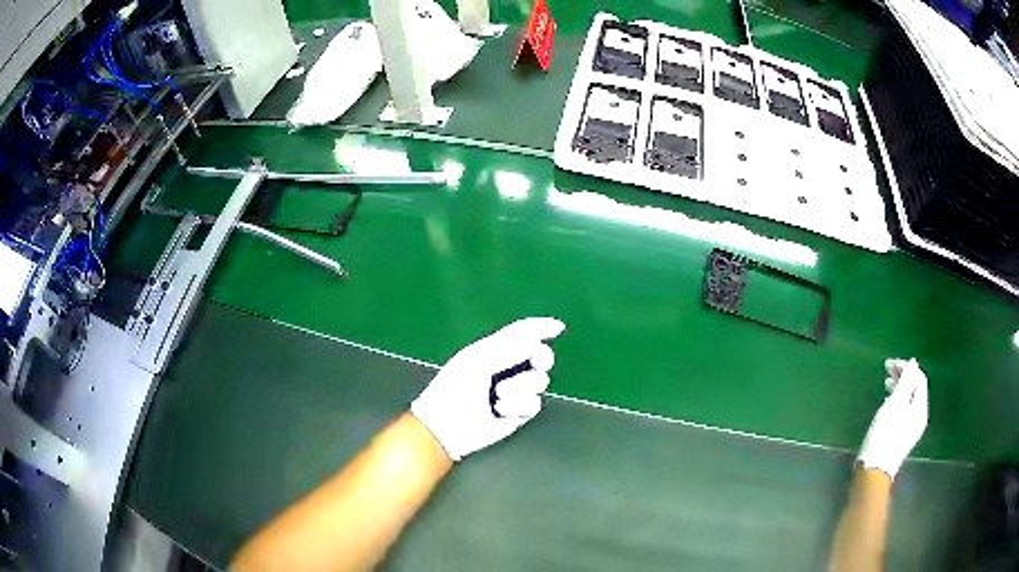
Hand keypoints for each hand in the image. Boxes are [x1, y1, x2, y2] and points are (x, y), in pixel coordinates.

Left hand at [410, 317, 565, 460]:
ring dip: (521, 385)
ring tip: (498, 394)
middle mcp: (509, 368)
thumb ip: (509, 346)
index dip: (541, 328)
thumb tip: (537, 339)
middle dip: (542, 357)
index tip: (557, 328)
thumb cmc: (455, 387)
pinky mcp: (520, 413)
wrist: (448, 424)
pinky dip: (518, 405)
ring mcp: (516, 391)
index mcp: (495, 350)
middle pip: (541, 356)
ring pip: (541, 380)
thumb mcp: (478, 359)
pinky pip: (534, 403)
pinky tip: (500, 410)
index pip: (523, 333)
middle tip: (538, 360)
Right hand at [857, 358, 928, 478]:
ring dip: (899, 388)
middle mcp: (919, 416)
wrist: (874, 470)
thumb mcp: (895, 404)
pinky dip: (896, 401)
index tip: (889, 364)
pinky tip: (886, 403)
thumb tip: (913, 363)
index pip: (919, 379)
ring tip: (885, 384)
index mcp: (920, 408)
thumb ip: (906, 382)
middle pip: (915, 389)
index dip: (907, 367)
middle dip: (903, 376)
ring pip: (908, 400)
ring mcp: (911, 428)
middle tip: (886, 371)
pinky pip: (903, 410)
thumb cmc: (884, 435)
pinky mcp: (901, 436)